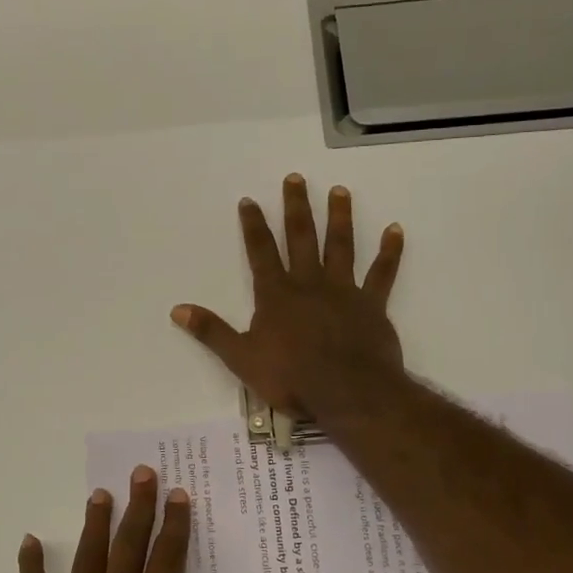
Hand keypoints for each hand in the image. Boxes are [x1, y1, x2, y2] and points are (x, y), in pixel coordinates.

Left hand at [9, 466, 215, 572]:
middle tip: (142, 472)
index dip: (175, 525)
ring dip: (96, 523)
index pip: (169, 559)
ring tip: (99, 493)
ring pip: (90, 555)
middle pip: (131, 543)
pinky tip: (29, 541)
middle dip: (139, 506)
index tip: (178, 494)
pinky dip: (31, 565)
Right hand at [171, 173, 405, 421]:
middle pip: (301, 238)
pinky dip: (390, 252)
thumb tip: (177, 309)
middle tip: (296, 178)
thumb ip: (211, 331)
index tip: (250, 200)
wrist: (348, 393)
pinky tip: (395, 230)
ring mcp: (343, 291)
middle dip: (296, 207)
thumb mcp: (241, 358)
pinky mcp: (372, 304)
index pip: (261, 252)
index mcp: (276, 295)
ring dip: (339, 217)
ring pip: (341, 246)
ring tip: (340, 191)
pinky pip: (382, 273)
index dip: (254, 225)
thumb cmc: (291, 378)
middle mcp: (309, 283)